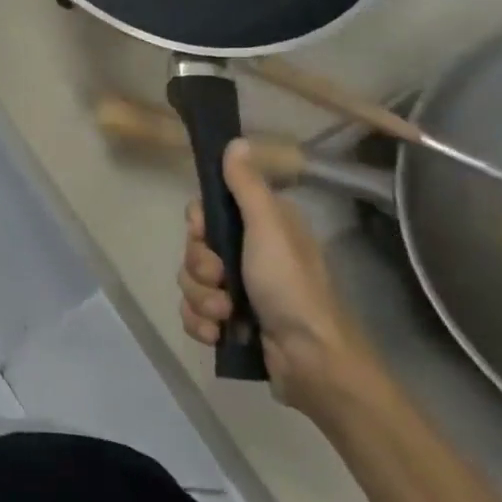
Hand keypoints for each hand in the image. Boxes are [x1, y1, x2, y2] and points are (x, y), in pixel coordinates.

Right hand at [178, 139, 383, 420]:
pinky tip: (218, 334)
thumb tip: (234, 141)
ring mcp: (238, 291)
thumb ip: (246, 186)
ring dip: (201, 300)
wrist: (311, 361)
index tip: (204, 233)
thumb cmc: (291, 287)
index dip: (198, 225)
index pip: (206, 212)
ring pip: (190, 282)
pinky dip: (201, 324)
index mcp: (260, 228)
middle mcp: (248, 255)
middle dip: (200, 269)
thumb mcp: (268, 228)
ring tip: (226, 316)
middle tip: (222, 280)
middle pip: (193, 248)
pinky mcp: (230, 323)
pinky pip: (193, 313)